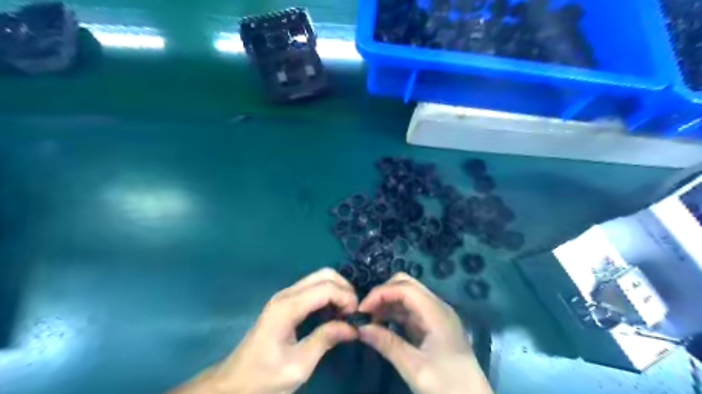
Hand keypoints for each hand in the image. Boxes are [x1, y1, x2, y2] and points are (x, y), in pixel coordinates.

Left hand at [168, 267, 357, 393]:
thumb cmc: (265, 377)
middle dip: (344, 289)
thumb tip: (353, 327)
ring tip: (345, 314)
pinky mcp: (285, 302)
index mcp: (288, 307)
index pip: (327, 288)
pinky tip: (332, 313)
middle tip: (353, 313)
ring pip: (319, 278)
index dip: (347, 298)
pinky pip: (313, 288)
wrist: (234, 383)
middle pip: (325, 274)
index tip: (356, 318)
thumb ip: (326, 340)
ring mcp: (284, 296)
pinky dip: (328, 295)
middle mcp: (286, 294)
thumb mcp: (299, 365)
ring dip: (337, 291)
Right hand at [359, 273, 489, 393]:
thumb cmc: (448, 385)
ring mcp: (436, 316)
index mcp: (436, 312)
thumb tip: (360, 328)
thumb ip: (387, 344)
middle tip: (365, 312)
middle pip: (407, 285)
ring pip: (408, 297)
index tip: (361, 310)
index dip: (380, 293)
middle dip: (384, 293)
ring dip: (388, 303)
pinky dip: (394, 314)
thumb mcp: (415, 368)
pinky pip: (410, 311)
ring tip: (369, 320)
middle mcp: (437, 307)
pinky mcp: (433, 327)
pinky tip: (382, 325)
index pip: (404, 288)